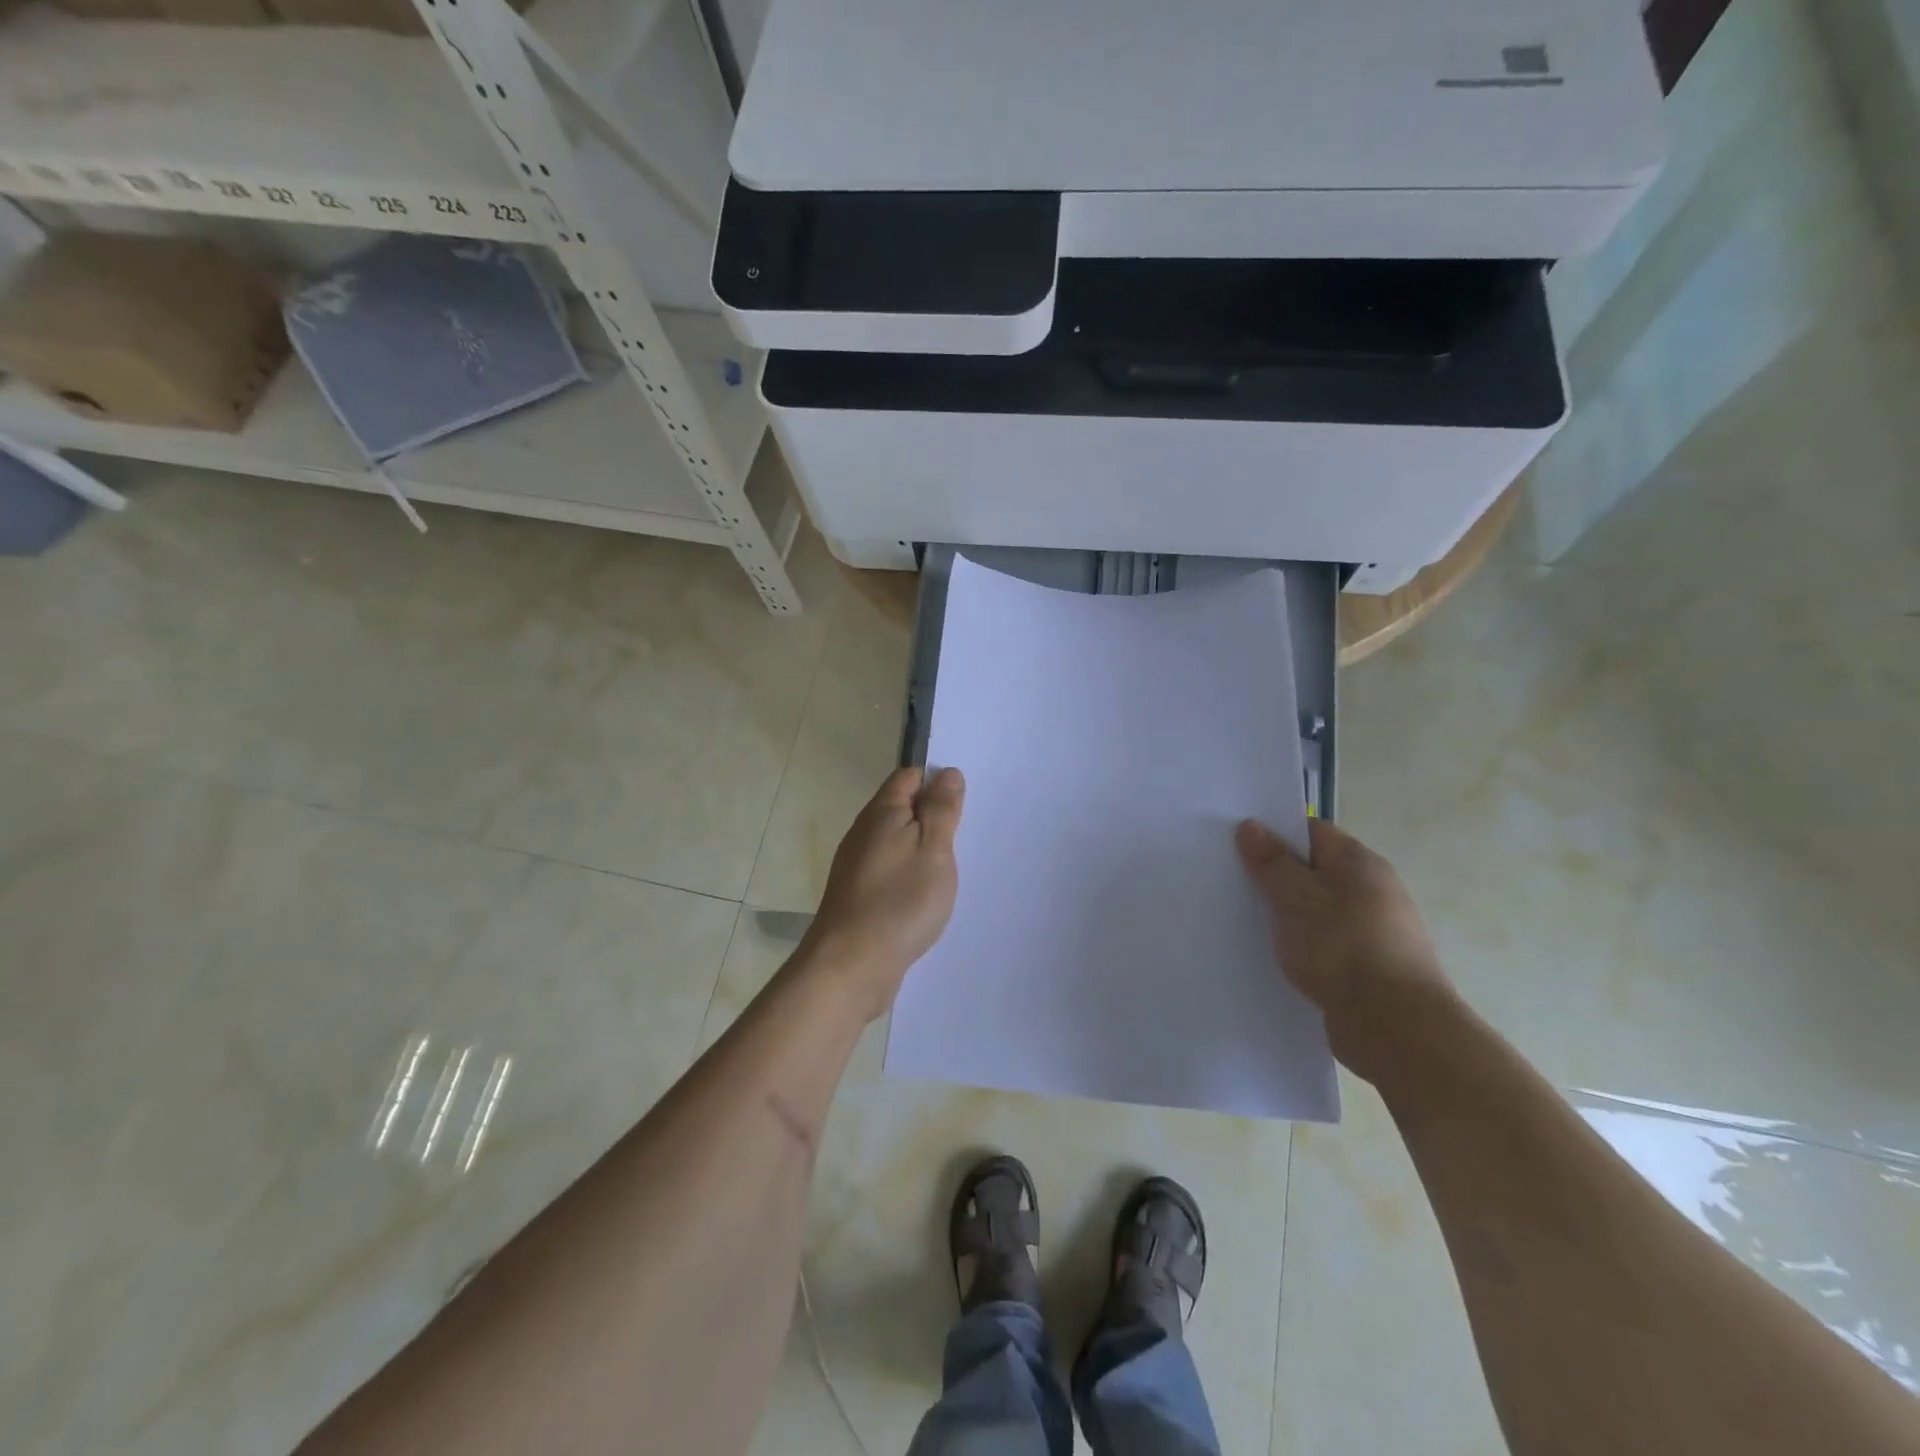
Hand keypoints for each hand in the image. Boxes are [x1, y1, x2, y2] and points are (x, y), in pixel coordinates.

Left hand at [802, 767, 964, 1019]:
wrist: (851, 965)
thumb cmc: (900, 901)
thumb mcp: (934, 849)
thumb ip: (941, 809)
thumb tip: (947, 772)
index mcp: (882, 812)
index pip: (908, 777)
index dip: (936, 782)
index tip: (962, 807)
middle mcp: (863, 832)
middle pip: (900, 808)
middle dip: (930, 817)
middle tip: (961, 840)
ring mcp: (855, 865)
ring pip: (894, 841)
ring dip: (919, 849)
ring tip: (946, 871)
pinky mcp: (856, 894)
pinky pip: (887, 869)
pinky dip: (907, 874)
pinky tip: (921, 896)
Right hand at [1235, 817, 1454, 1081]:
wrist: (1394, 1027)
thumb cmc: (1342, 947)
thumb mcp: (1295, 896)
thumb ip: (1271, 861)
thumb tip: (1252, 826)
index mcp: (1360, 863)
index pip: (1312, 832)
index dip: (1275, 834)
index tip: (1238, 846)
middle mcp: (1373, 891)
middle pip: (1315, 872)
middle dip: (1277, 877)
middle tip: (1235, 884)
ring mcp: (1375, 932)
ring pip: (1319, 911)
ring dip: (1289, 916)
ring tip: (1249, 924)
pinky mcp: (1370, 969)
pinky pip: (1326, 945)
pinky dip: (1304, 947)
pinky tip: (1278, 958)